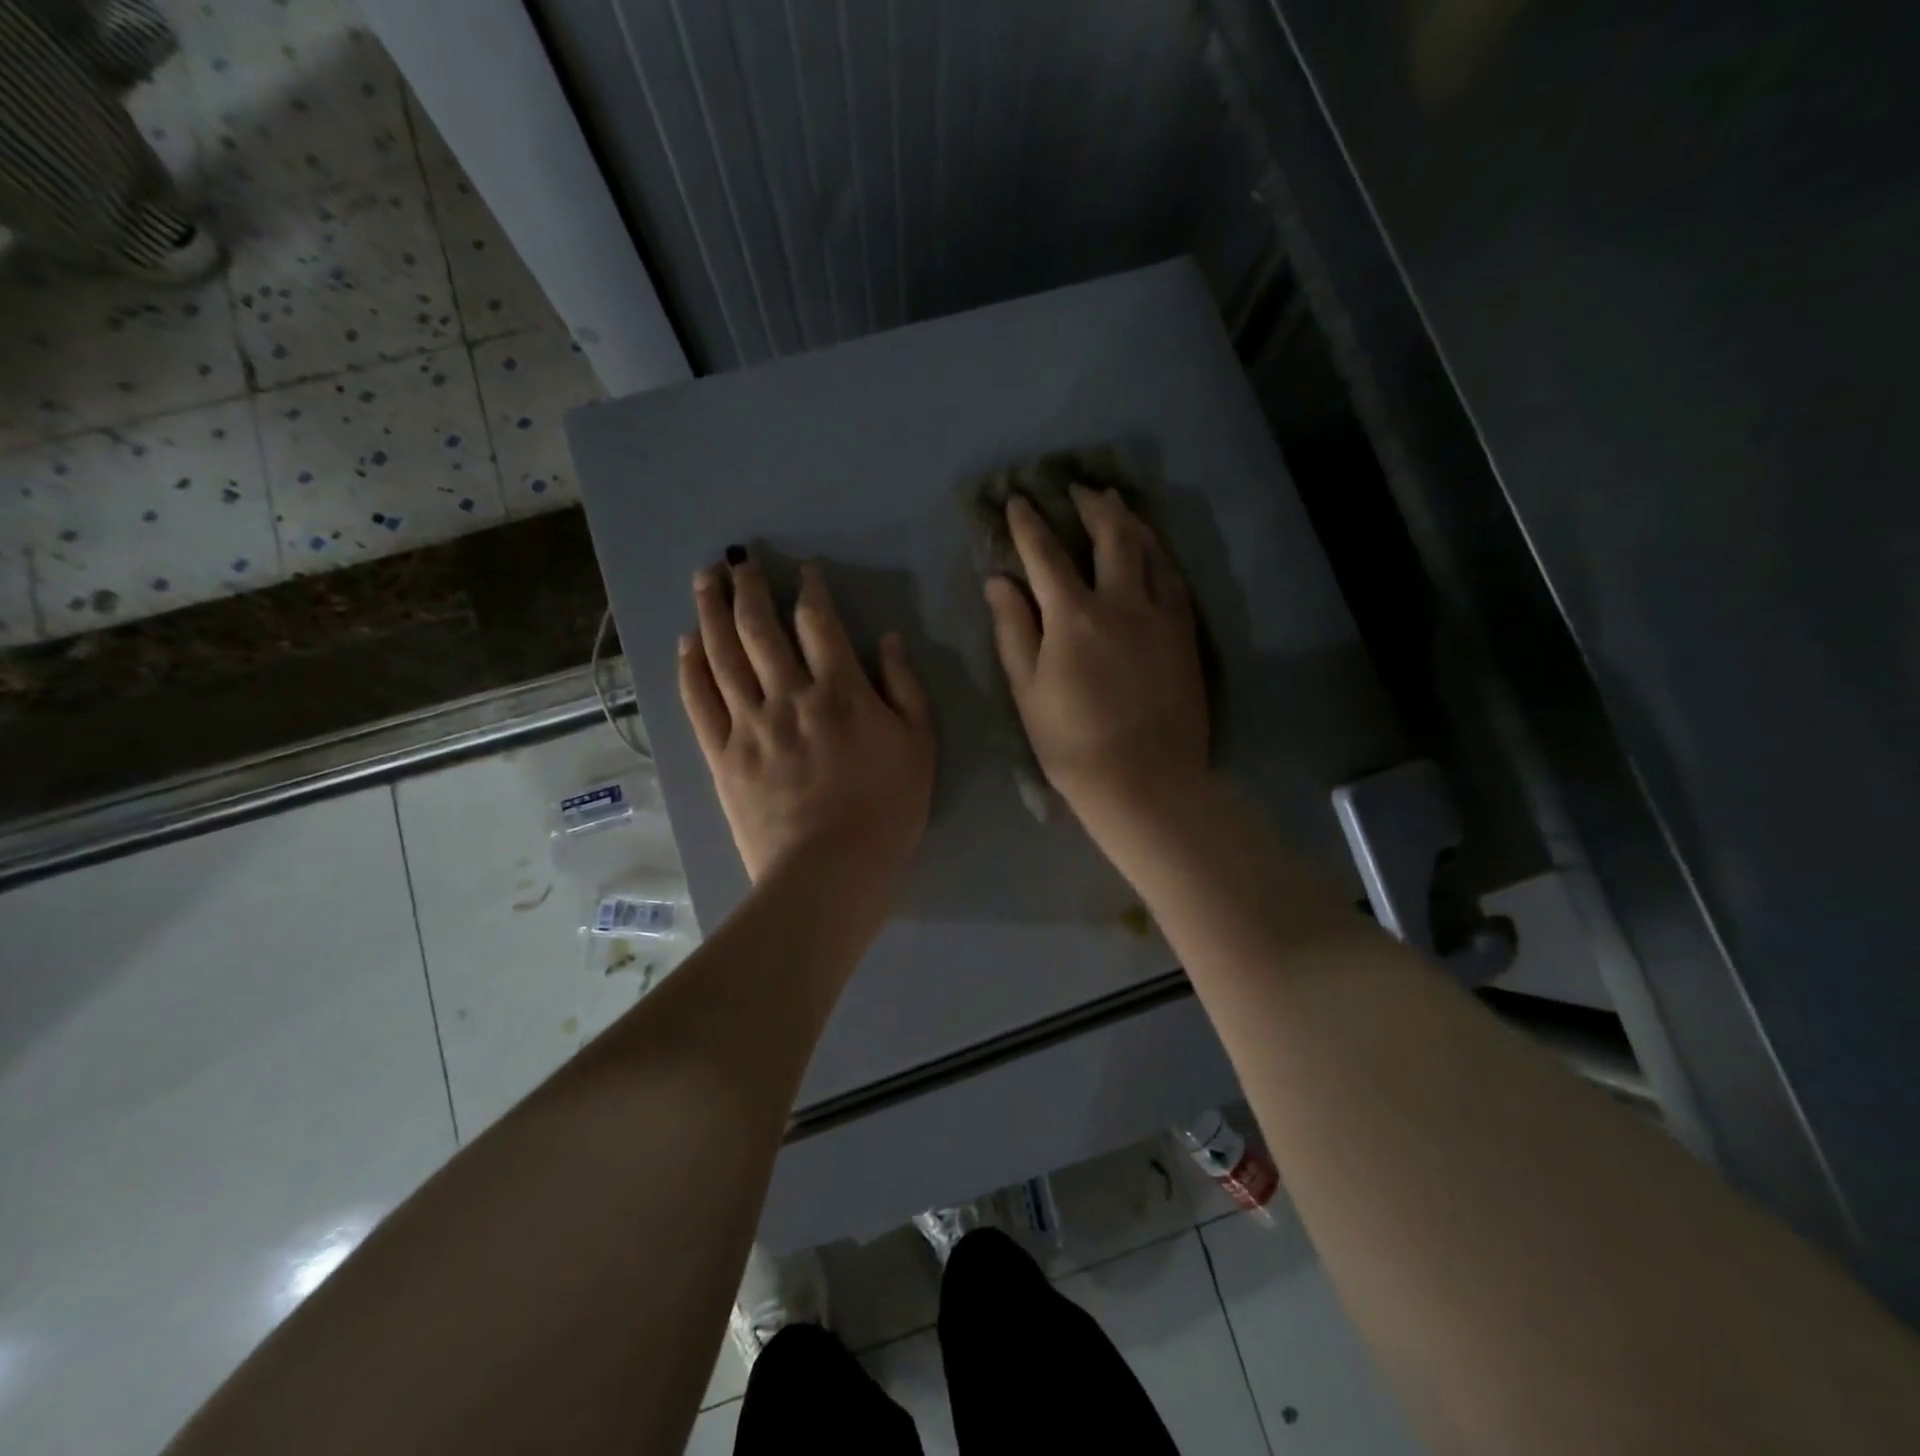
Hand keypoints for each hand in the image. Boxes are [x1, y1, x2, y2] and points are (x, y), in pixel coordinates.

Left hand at [679, 551, 935, 885]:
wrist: (831, 870)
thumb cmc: (887, 810)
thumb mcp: (920, 746)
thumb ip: (905, 687)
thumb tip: (888, 640)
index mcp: (840, 691)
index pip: (819, 623)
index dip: (809, 589)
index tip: (802, 570)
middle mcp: (789, 695)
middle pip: (760, 628)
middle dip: (747, 587)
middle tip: (736, 559)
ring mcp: (750, 725)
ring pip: (723, 655)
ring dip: (711, 612)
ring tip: (703, 579)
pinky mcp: (722, 755)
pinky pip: (700, 701)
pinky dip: (691, 668)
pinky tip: (686, 643)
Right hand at [984, 488, 1208, 824]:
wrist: (1144, 781)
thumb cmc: (1072, 743)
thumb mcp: (1028, 689)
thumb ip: (1014, 629)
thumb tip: (999, 580)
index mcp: (1074, 615)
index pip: (1046, 554)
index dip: (1029, 523)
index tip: (1017, 500)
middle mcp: (1122, 602)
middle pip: (1110, 537)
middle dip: (1092, 506)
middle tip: (1080, 487)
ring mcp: (1161, 616)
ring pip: (1151, 551)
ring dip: (1131, 521)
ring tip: (1119, 504)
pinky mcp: (1186, 635)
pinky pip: (1175, 580)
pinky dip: (1160, 556)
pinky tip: (1155, 553)